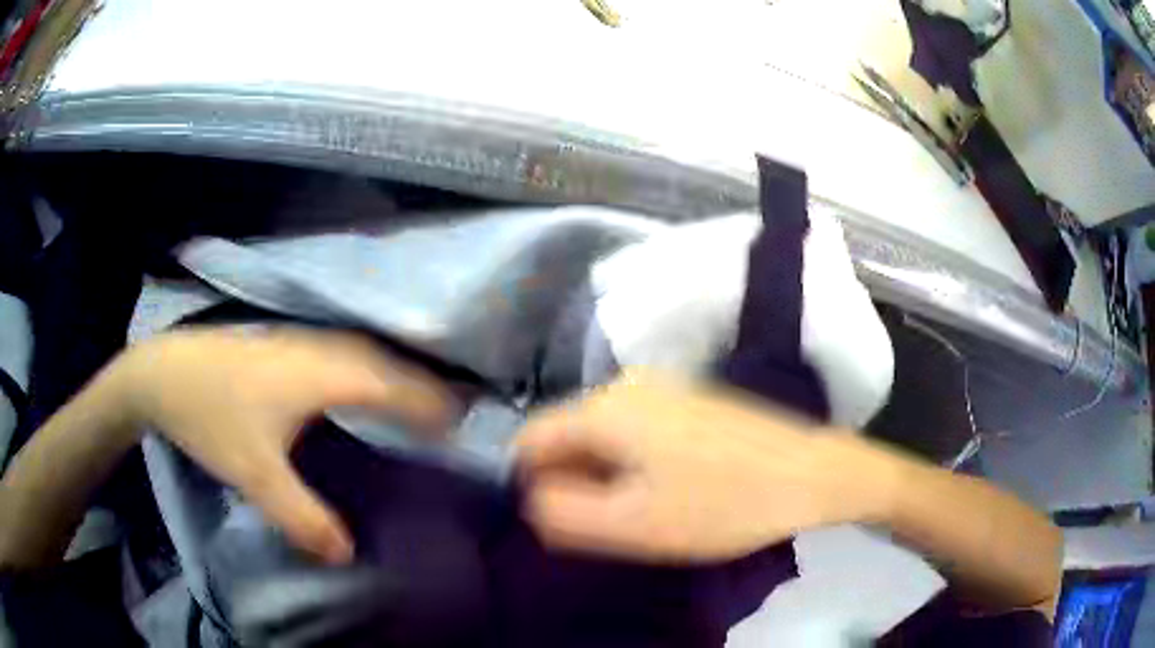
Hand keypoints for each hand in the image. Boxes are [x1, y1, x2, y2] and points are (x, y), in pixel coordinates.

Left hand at [111, 327, 455, 563]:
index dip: (428, 405)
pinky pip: (344, 351)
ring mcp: (300, 341)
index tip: (458, 428)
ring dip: (396, 374)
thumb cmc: (210, 417)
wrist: (163, 372)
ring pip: (364, 351)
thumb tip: (349, 554)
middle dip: (422, 387)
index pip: (392, 386)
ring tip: (416, 401)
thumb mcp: (254, 476)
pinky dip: (368, 366)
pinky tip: (360, 383)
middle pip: (385, 362)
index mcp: (321, 377)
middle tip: (451, 416)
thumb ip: (302, 517)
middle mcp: (319, 350)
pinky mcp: (284, 344)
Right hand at [515, 375, 898, 562]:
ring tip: (644, 510)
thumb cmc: (721, 504)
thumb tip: (531, 495)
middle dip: (574, 480)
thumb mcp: (631, 525)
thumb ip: (561, 513)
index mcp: (605, 407)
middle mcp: (626, 383)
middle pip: (569, 435)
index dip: (531, 482)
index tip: (561, 519)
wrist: (811, 473)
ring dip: (607, 474)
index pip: (531, 439)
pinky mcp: (690, 397)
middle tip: (610, 523)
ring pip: (605, 435)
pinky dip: (635, 461)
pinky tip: (672, 487)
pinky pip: (637, 429)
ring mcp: (663, 386)